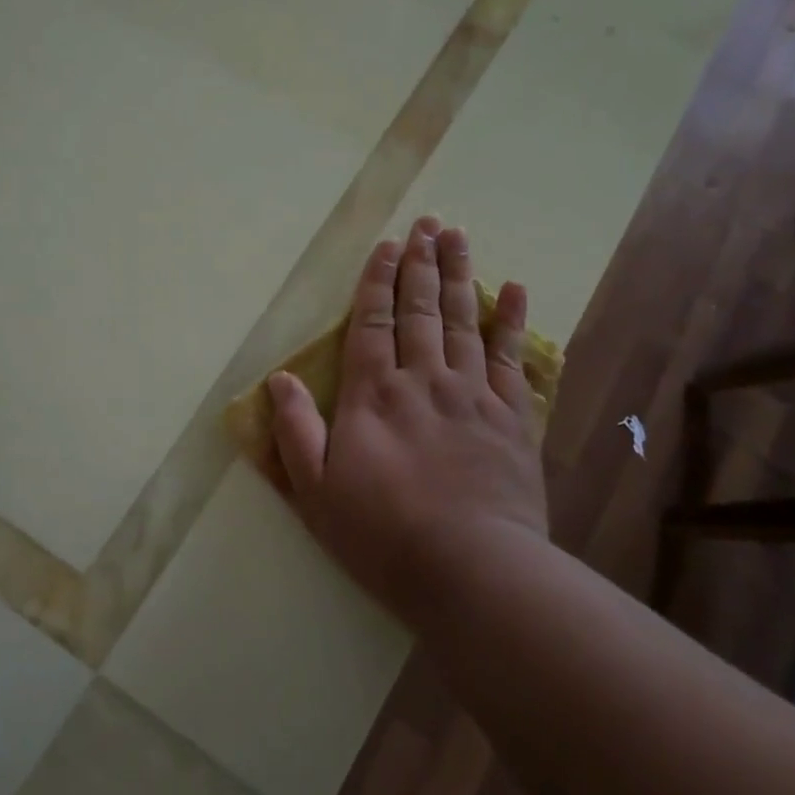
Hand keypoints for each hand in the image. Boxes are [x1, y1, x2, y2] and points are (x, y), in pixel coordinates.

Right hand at [268, 216, 546, 622]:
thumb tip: (278, 377)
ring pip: (464, 321)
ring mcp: (473, 394)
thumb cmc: (383, 535)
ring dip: (460, 275)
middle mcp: (423, 380)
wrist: (472, 571)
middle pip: (421, 309)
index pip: (373, 321)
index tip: (389, 244)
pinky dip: (513, 321)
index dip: (379, 280)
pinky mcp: (513, 417)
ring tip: (459, 237)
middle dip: (422, 263)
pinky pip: (513, 358)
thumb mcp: (316, 491)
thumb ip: (296, 430)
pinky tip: (515, 290)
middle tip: (428, 222)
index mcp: (374, 394)